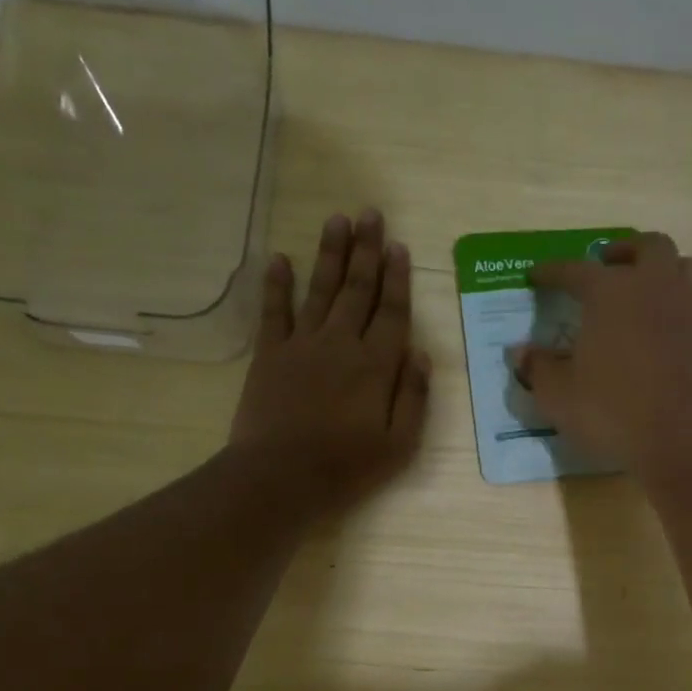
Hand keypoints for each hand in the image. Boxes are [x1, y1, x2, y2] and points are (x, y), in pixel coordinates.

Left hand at [229, 209, 431, 512]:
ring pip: (320, 290)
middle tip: (370, 214)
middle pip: (357, 290)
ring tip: (337, 220)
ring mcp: (302, 344)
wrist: (280, 476)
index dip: (397, 278)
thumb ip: (413, 397)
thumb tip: (422, 354)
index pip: (392, 312)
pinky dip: (277, 284)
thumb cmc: (346, 467)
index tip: (399, 246)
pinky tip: (281, 258)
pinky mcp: (269, 355)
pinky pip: (274, 311)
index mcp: (376, 365)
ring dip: (330, 254)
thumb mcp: (399, 444)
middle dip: (366, 250)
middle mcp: (341, 343)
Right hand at [514, 232, 691, 475]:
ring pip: (690, 270)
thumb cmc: (609, 410)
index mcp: (610, 293)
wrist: (676, 437)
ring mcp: (691, 314)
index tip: (536, 276)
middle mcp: (655, 289)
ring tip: (654, 288)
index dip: (553, 271)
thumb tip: (520, 353)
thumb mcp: (557, 395)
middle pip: (649, 247)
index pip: (575, 270)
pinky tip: (685, 336)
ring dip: (671, 272)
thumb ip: (538, 369)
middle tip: (609, 264)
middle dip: (626, 250)